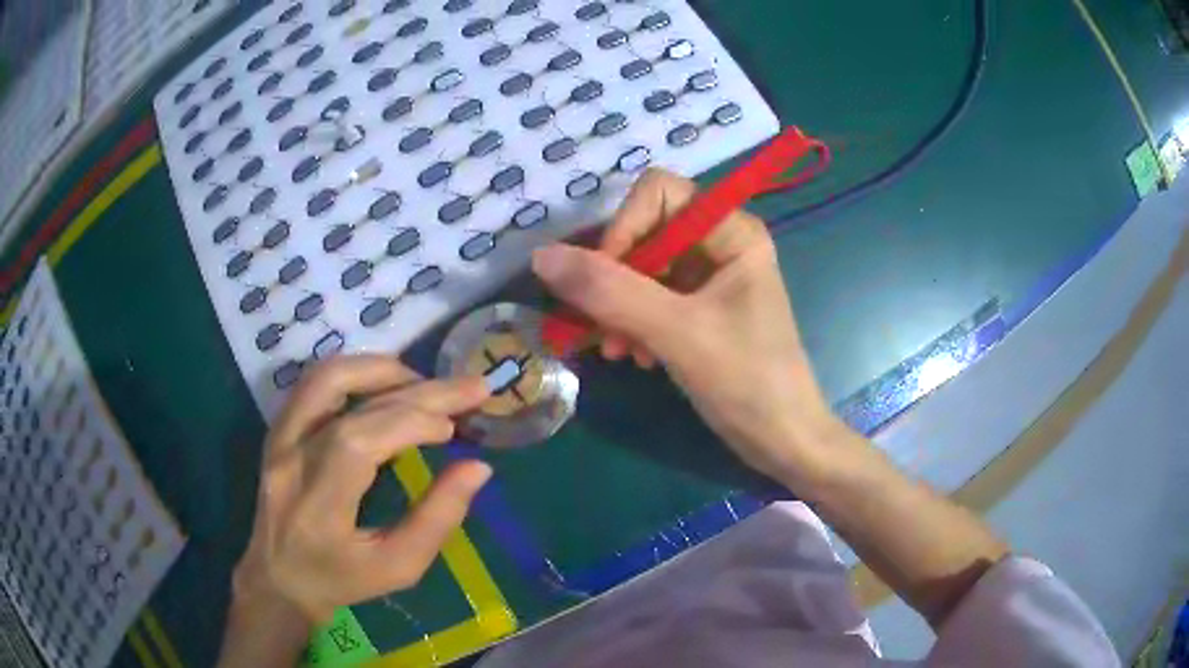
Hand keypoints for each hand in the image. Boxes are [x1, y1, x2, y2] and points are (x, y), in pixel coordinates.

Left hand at [232, 356, 491, 624]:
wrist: (279, 577)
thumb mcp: (398, 567)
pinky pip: (316, 383)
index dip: (410, 423)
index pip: (357, 441)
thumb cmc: (342, 579)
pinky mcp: (279, 428)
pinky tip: (389, 385)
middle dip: (418, 390)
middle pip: (350, 401)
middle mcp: (290, 459)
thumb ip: (438, 519)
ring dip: (382, 370)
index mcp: (316, 505)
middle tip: (470, 388)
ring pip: (326, 377)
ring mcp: (279, 437)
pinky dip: (357, 374)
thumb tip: (478, 468)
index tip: (455, 428)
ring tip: (426, 384)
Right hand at [532, 168, 840, 482]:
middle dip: (616, 279)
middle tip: (601, 328)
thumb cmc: (746, 381)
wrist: (783, 440)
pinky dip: (634, 324)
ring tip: (619, 351)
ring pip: (641, 269)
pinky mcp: (700, 309)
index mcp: (732, 231)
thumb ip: (609, 291)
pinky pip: (649, 299)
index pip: (658, 192)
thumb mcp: (677, 333)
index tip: (605, 281)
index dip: (624, 227)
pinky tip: (637, 358)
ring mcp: (709, 277)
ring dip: (619, 308)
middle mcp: (720, 243)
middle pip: (644, 231)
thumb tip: (541, 256)